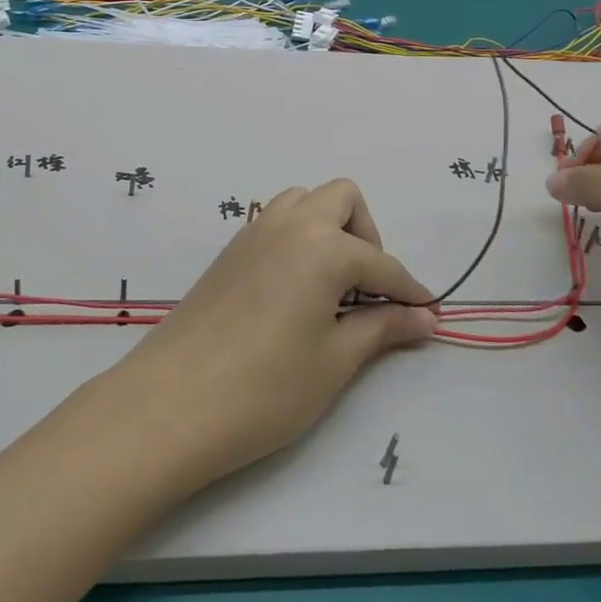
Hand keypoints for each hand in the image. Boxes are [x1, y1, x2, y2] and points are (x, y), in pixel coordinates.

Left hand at [102, 179, 435, 494]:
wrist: (172, 403)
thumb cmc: (266, 387)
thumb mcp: (335, 361)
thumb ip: (382, 328)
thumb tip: (424, 317)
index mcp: (322, 245)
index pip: (381, 262)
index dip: (409, 291)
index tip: (428, 313)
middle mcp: (289, 223)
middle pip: (342, 199)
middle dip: (367, 236)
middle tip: (368, 290)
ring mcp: (253, 232)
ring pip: (303, 202)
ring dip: (328, 229)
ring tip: (332, 287)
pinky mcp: (229, 251)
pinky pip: (275, 222)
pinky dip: (298, 238)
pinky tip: (296, 290)